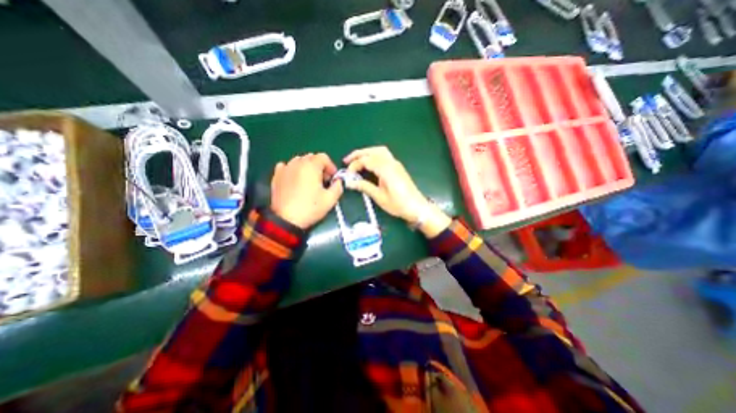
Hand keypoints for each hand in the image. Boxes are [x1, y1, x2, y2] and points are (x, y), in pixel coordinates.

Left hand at [269, 154, 345, 228]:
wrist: (286, 219)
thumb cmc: (310, 208)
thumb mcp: (330, 199)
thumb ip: (338, 186)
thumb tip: (338, 181)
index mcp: (311, 166)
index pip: (323, 157)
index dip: (331, 166)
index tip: (332, 178)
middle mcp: (297, 163)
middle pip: (311, 157)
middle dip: (319, 167)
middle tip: (323, 181)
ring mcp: (285, 168)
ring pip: (299, 161)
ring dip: (307, 167)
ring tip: (309, 181)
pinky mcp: (276, 176)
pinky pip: (286, 166)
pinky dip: (293, 170)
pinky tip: (295, 179)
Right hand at [341, 145, 450, 235]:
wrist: (417, 207)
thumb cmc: (398, 205)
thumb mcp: (379, 197)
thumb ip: (365, 187)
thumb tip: (350, 182)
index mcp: (386, 170)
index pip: (366, 160)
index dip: (355, 165)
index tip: (348, 174)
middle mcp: (391, 163)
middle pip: (372, 151)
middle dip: (358, 154)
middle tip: (346, 160)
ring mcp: (396, 163)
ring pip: (379, 150)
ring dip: (367, 152)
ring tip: (356, 159)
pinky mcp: (397, 166)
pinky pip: (384, 154)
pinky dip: (374, 154)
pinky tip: (369, 162)